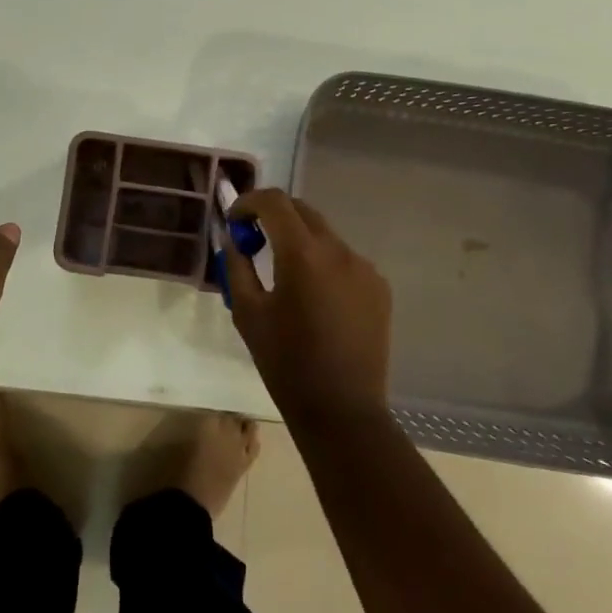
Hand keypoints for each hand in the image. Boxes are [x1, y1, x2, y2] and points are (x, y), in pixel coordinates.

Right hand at [224, 189, 392, 420]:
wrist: (342, 410)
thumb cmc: (286, 363)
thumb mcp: (247, 312)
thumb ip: (237, 266)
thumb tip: (233, 239)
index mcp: (303, 254)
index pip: (274, 202)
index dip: (248, 202)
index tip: (234, 221)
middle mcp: (339, 250)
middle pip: (302, 210)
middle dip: (273, 216)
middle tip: (253, 240)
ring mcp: (364, 268)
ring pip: (324, 235)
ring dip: (299, 240)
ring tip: (284, 274)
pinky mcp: (379, 287)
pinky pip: (344, 259)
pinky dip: (322, 263)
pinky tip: (314, 297)